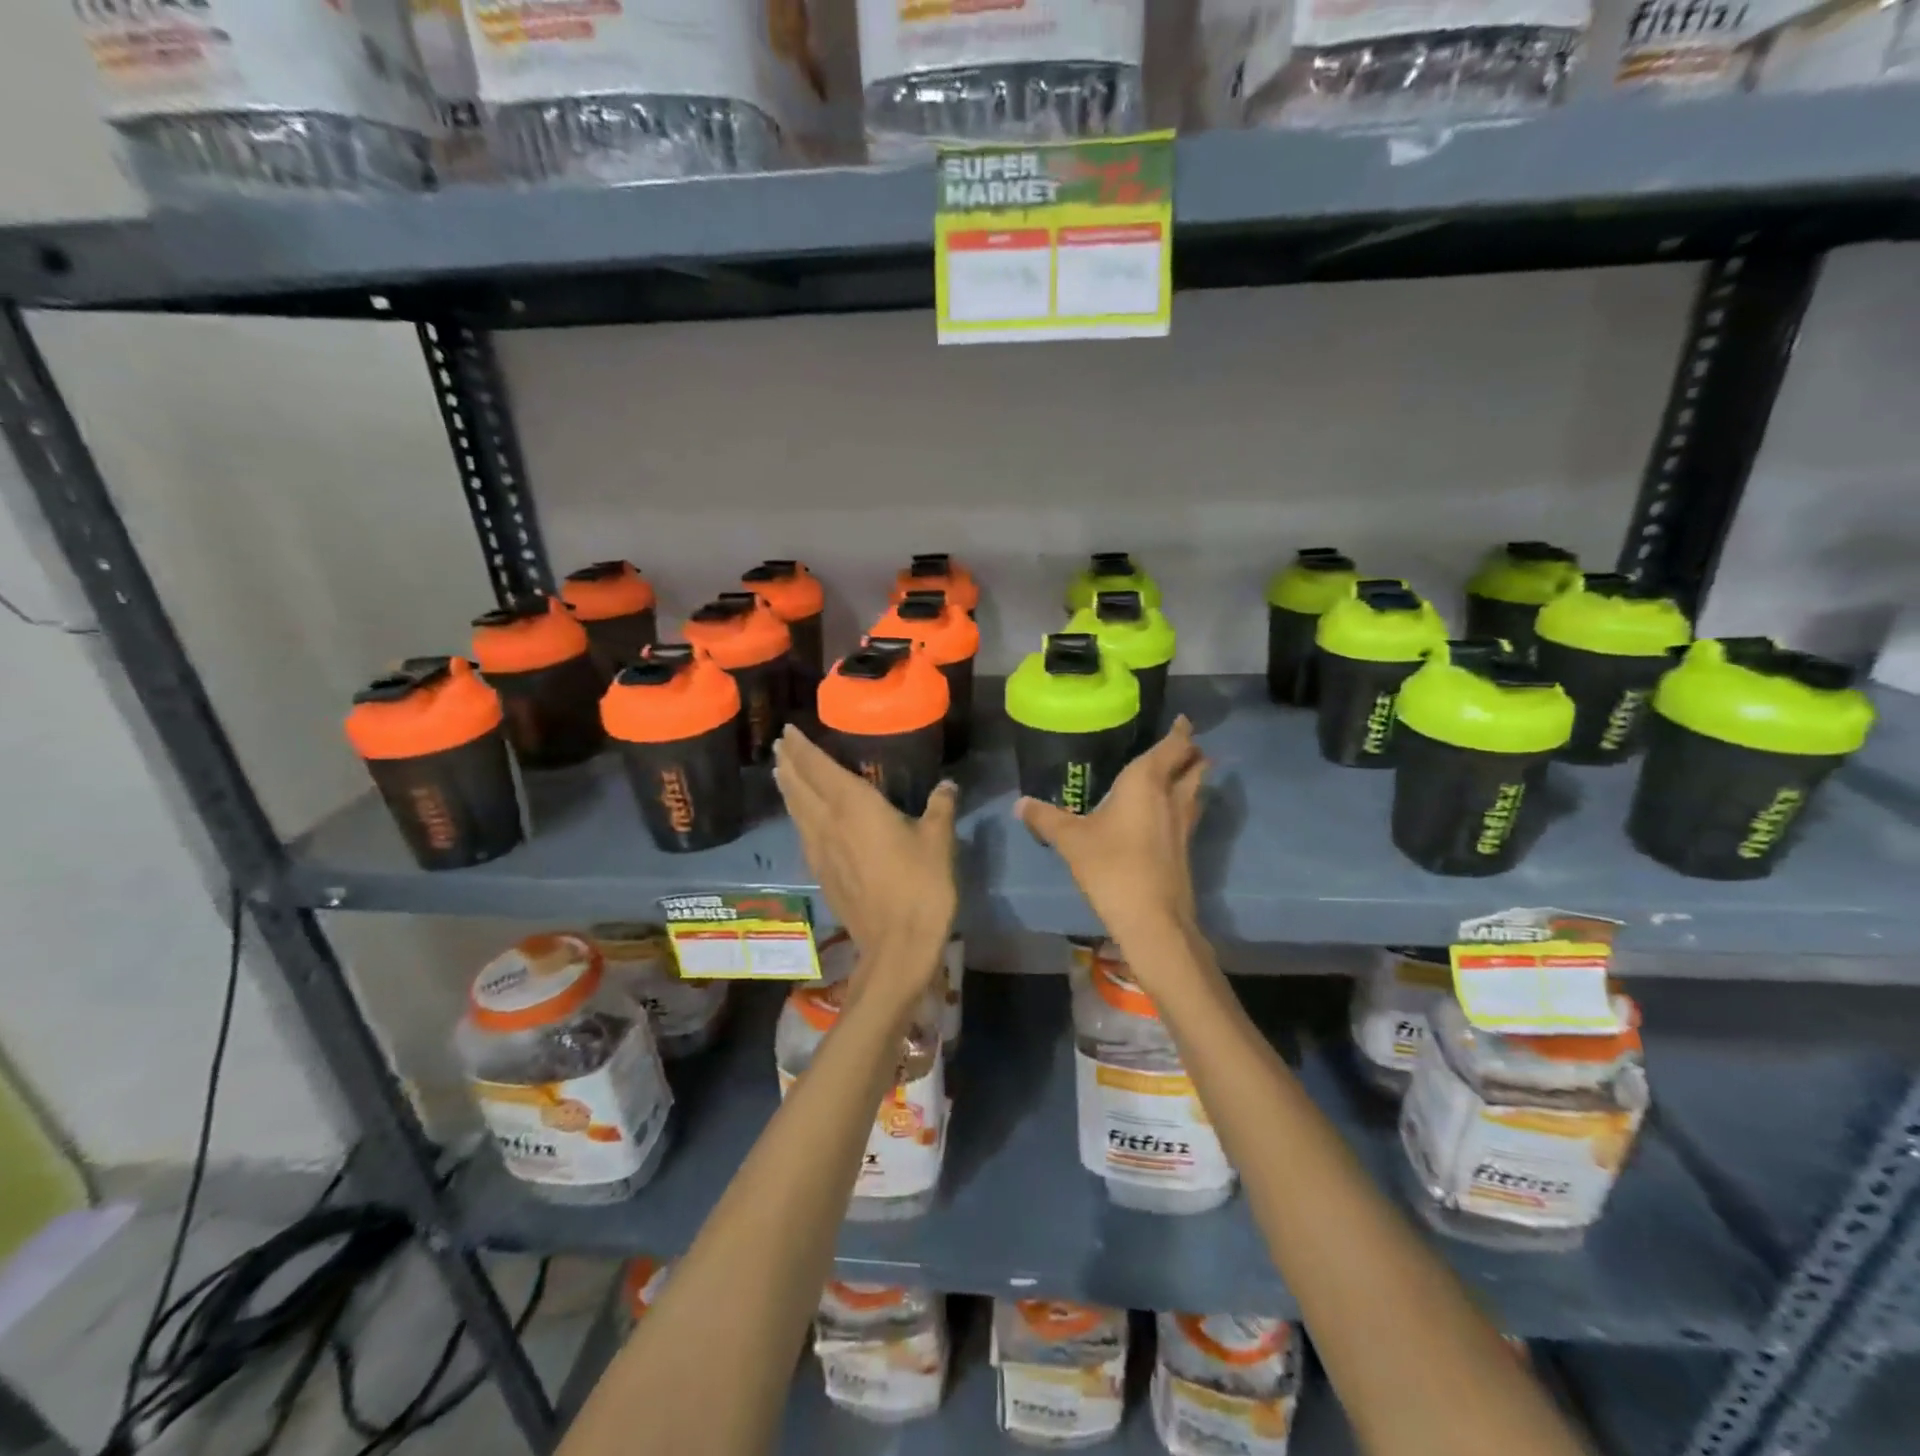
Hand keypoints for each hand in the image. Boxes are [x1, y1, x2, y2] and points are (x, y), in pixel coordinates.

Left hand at [773, 725, 958, 993]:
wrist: (897, 944)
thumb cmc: (920, 884)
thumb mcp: (938, 840)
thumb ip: (940, 807)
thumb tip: (947, 785)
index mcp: (854, 806)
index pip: (819, 768)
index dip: (802, 748)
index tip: (787, 731)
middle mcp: (829, 823)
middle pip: (800, 787)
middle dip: (789, 763)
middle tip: (779, 746)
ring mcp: (821, 851)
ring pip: (797, 811)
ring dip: (788, 788)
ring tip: (782, 773)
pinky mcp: (822, 874)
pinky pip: (803, 833)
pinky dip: (797, 816)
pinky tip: (802, 819)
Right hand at [1017, 717, 1207, 941]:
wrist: (1151, 918)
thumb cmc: (1111, 866)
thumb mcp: (1071, 840)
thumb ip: (1046, 818)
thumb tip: (1020, 803)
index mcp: (1146, 781)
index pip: (1173, 746)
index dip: (1180, 732)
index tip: (1181, 721)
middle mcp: (1171, 797)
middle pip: (1195, 765)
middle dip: (1191, 752)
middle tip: (1180, 745)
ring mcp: (1184, 824)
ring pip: (1197, 790)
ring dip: (1193, 777)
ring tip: (1178, 772)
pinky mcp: (1186, 848)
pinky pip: (1189, 812)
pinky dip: (1184, 803)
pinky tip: (1166, 813)